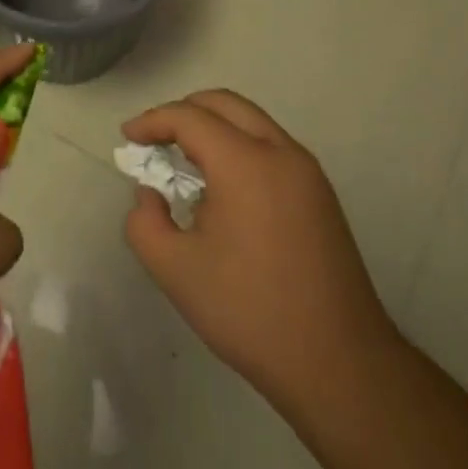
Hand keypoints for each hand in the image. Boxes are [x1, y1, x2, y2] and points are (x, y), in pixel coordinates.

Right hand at [122, 90, 398, 409]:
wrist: (340, 365)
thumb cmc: (250, 312)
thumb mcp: (176, 271)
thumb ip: (144, 222)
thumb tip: (150, 194)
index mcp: (245, 163)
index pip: (190, 117)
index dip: (152, 121)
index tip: (127, 139)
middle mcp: (280, 153)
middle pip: (225, 104)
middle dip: (183, 112)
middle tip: (155, 140)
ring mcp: (307, 172)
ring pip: (251, 122)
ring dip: (213, 128)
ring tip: (184, 164)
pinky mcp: (320, 194)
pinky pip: (271, 147)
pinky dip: (239, 146)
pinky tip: (222, 189)